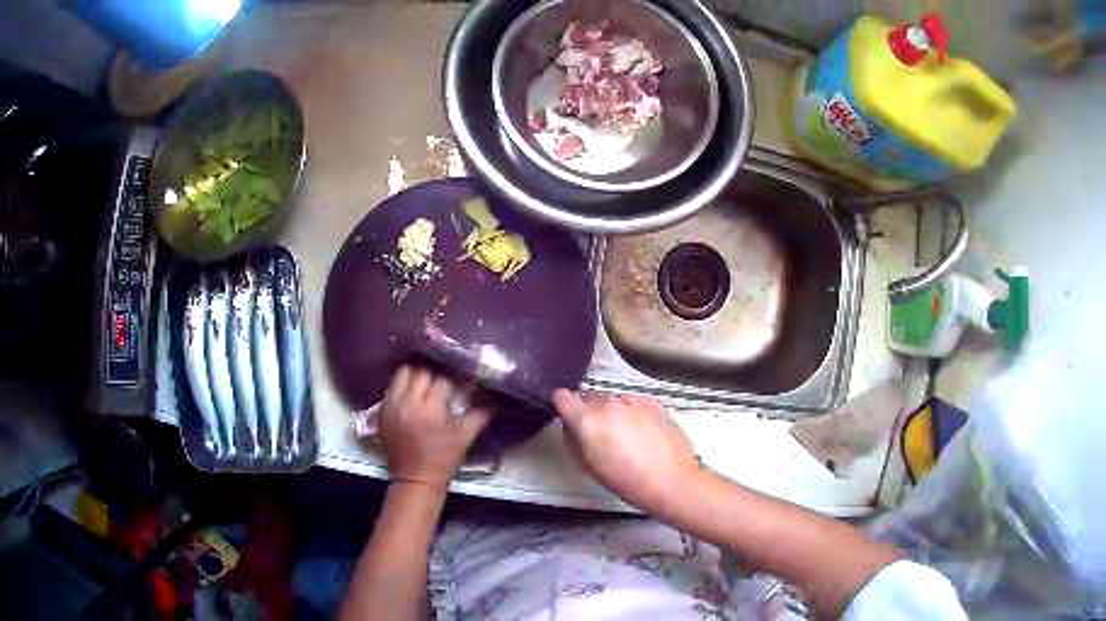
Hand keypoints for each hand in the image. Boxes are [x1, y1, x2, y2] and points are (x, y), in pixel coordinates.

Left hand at [378, 366, 491, 487]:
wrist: (416, 478)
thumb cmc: (443, 459)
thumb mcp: (465, 437)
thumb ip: (479, 415)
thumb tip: (492, 399)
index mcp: (431, 410)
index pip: (442, 380)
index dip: (452, 382)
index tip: (458, 385)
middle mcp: (409, 402)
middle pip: (422, 372)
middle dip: (434, 375)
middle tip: (441, 383)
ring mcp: (392, 405)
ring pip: (403, 374)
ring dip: (416, 375)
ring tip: (424, 384)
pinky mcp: (382, 410)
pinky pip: (391, 386)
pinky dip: (402, 385)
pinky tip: (411, 392)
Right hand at [553, 390, 704, 517]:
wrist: (672, 481)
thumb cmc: (628, 482)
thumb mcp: (589, 467)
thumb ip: (574, 441)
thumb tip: (571, 429)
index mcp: (587, 420)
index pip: (562, 397)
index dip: (563, 407)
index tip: (568, 417)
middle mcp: (608, 404)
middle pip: (589, 397)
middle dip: (589, 412)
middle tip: (598, 435)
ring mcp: (633, 401)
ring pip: (612, 401)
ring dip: (612, 413)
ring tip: (625, 438)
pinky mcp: (653, 403)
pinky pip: (633, 404)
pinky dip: (633, 414)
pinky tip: (642, 435)